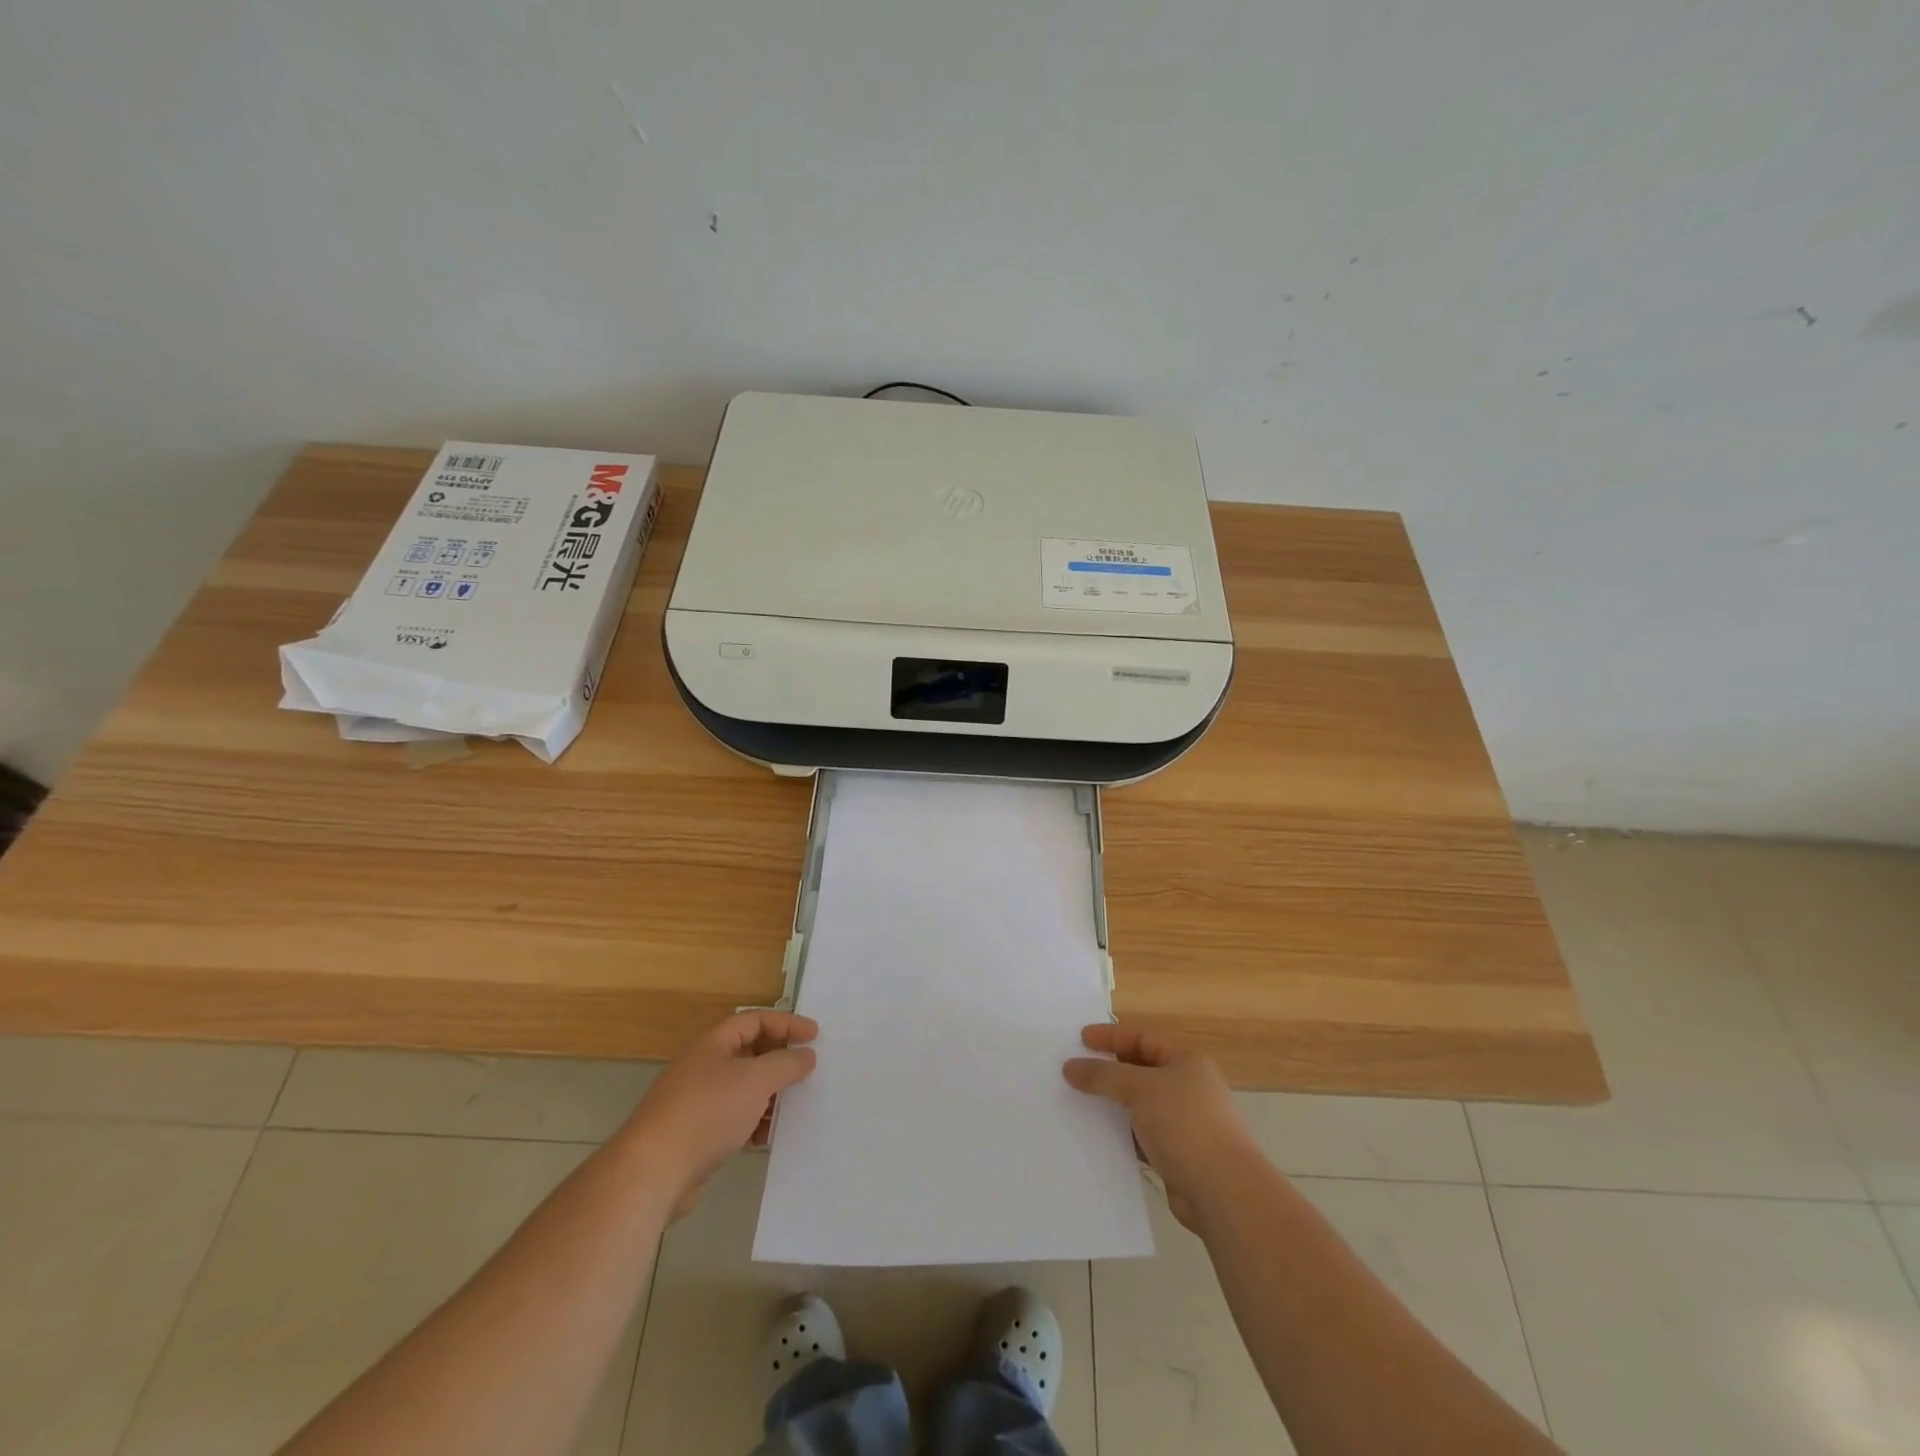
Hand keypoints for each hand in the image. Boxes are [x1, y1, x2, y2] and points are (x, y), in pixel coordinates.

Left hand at [621, 1011, 817, 1219]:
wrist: (653, 1171)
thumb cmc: (708, 1112)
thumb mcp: (756, 1080)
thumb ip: (786, 1063)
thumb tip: (806, 1054)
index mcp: (714, 1043)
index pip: (755, 1020)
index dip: (786, 1023)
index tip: (814, 1036)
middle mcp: (704, 1065)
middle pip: (749, 1052)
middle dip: (779, 1060)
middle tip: (806, 1070)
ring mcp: (697, 1100)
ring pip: (742, 1087)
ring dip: (768, 1094)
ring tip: (791, 1106)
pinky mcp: (695, 1133)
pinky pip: (733, 1117)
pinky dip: (752, 1121)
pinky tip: (764, 1137)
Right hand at [1063, 1023, 1256, 1230]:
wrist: (1224, 1192)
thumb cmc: (1185, 1124)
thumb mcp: (1140, 1089)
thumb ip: (1103, 1075)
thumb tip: (1069, 1067)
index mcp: (1187, 1062)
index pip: (1142, 1038)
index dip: (1110, 1036)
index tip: (1079, 1040)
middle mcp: (1188, 1088)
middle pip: (1140, 1070)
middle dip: (1108, 1070)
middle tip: (1075, 1071)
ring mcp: (1185, 1123)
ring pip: (1139, 1105)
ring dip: (1113, 1104)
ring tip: (1078, 1102)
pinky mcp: (1178, 1155)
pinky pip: (1142, 1135)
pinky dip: (1122, 1134)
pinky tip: (1098, 1137)